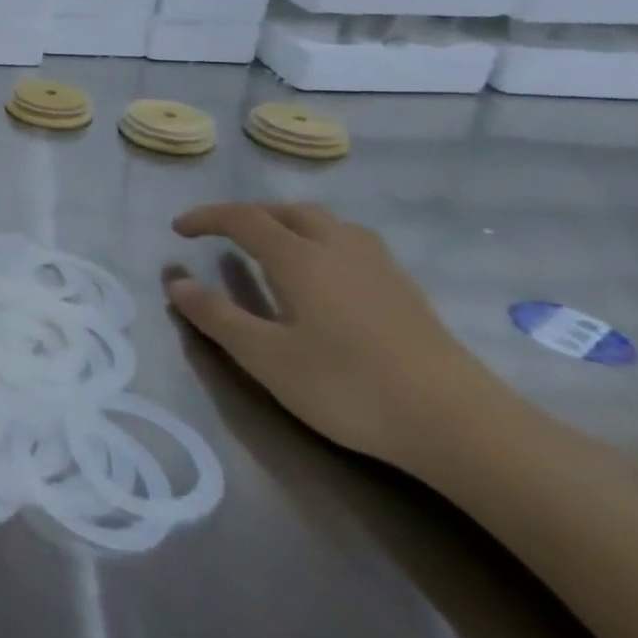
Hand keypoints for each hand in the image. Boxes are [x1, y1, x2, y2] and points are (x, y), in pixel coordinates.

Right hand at [165, 202, 509, 471]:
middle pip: (290, 212)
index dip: (207, 218)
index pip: (244, 219)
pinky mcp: (407, 292)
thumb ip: (217, 317)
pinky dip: (323, 243)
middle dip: (251, 215)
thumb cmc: (350, 387)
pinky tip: (326, 277)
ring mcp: (380, 269)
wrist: (462, 425)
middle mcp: (339, 249)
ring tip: (274, 247)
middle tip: (224, 234)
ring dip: (291, 223)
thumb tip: (176, 282)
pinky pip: (353, 245)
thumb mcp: (266, 358)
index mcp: (300, 259)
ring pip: (328, 224)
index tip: (179, 229)